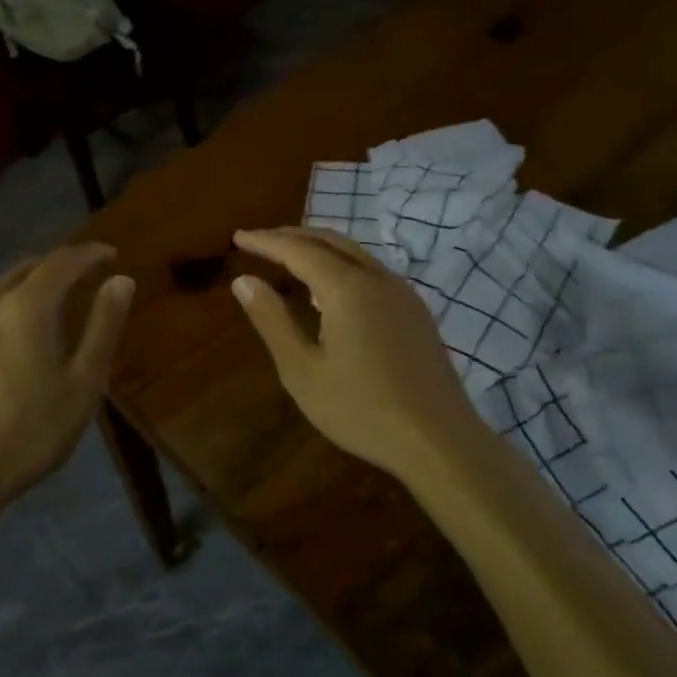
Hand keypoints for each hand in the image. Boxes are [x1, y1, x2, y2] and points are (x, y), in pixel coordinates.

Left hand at [0, 243, 134, 528]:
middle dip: (61, 265)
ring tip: (57, 304)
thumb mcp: (83, 384)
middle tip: (87, 276)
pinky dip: (11, 306)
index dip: (90, 253)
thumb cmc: (28, 432)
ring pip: (4, 287)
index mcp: (26, 305)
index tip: (111, 255)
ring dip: (34, 285)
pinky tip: (19, 334)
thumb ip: (103, 327)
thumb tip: (121, 280)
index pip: (62, 260)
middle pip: (29, 267)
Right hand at [231, 227, 485, 479]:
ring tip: (288, 258)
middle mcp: (377, 278)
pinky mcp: (415, 311)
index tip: (238, 238)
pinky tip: (329, 289)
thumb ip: (272, 320)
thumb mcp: (302, 370)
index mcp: (346, 288)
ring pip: (354, 253)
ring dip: (318, 248)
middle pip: (329, 241)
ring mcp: (402, 293)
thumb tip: (243, 280)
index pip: (298, 250)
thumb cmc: (360, 409)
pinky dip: (341, 265)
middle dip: (292, 236)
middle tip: (259, 241)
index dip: (266, 241)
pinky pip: (371, 271)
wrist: (438, 440)